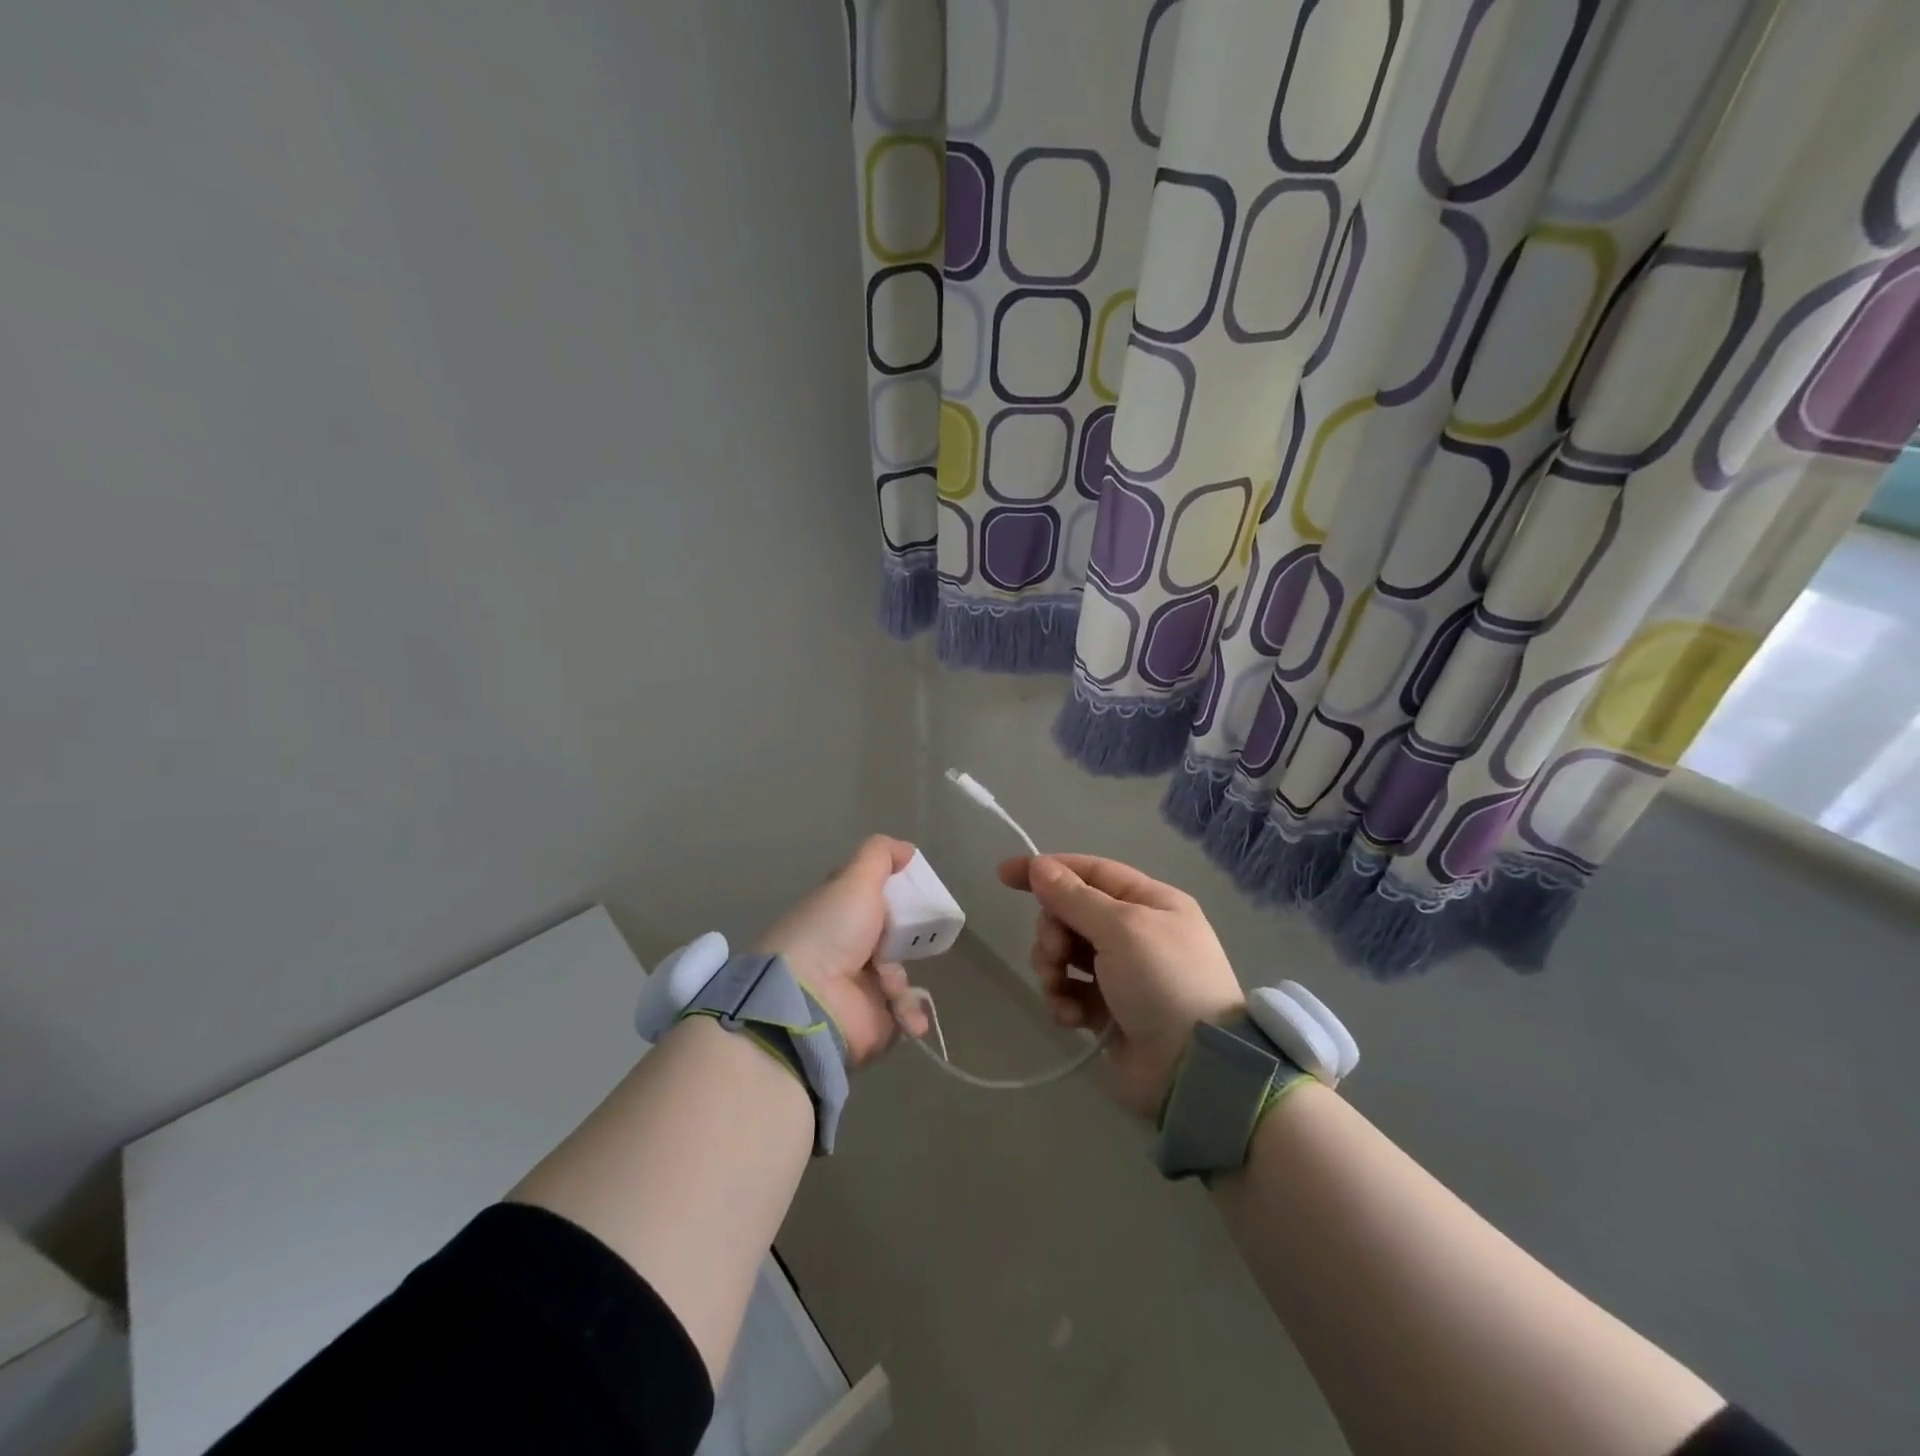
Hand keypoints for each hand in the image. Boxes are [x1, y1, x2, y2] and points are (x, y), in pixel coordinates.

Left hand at [756, 835, 929, 1067]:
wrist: (809, 1001)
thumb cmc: (831, 930)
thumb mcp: (855, 879)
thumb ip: (880, 856)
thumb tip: (906, 849)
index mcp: (836, 913)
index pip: (868, 898)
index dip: (893, 895)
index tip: (915, 894)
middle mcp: (844, 948)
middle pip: (890, 937)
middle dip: (907, 939)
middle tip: (915, 940)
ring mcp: (856, 987)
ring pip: (899, 976)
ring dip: (902, 982)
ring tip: (891, 988)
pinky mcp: (869, 1022)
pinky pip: (902, 1014)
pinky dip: (908, 1014)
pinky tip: (905, 1017)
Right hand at [996, 854, 1244, 1119]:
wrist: (1194, 1070)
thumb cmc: (1163, 981)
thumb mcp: (1121, 928)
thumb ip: (1074, 896)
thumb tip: (1039, 866)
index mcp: (1149, 902)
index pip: (1089, 871)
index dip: (1047, 870)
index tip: (1004, 874)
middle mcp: (1136, 933)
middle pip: (1072, 914)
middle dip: (1053, 930)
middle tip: (1056, 951)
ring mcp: (1122, 974)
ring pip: (1065, 954)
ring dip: (1053, 967)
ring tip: (1059, 985)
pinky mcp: (1109, 1012)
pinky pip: (1071, 993)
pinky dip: (1064, 1001)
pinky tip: (1071, 1016)